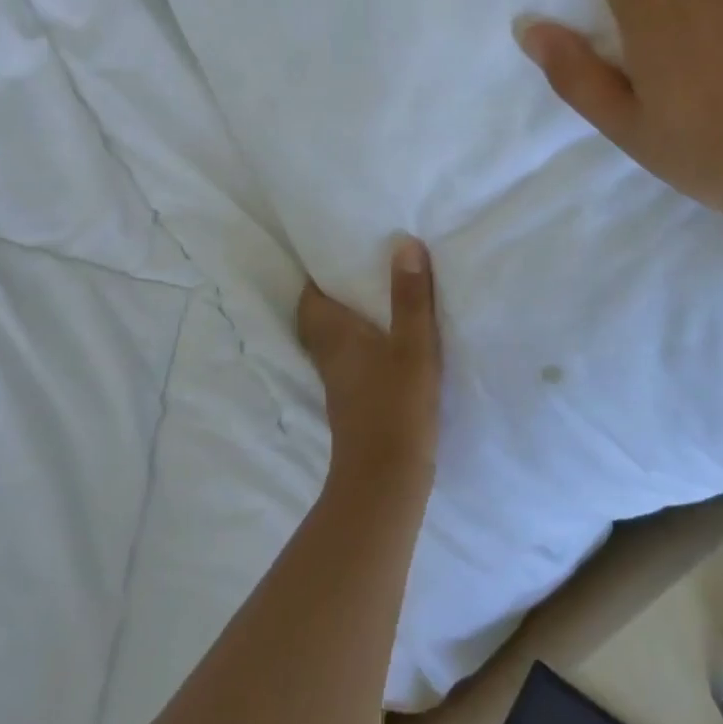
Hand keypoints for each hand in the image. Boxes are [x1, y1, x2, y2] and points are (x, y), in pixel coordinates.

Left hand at [296, 236, 443, 495]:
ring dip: (347, 323)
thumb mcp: (413, 346)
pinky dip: (362, 347)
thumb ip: (409, 297)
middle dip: (331, 297)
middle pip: (316, 320)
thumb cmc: (396, 406)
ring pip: (333, 342)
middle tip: (358, 276)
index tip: (337, 254)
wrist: (386, 480)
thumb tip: (404, 243)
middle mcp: (329, 356)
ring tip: (377, 303)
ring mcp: (340, 383)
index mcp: (335, 336)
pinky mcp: (354, 404)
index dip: (317, 277)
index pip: (309, 298)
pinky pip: (351, 362)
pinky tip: (389, 346)